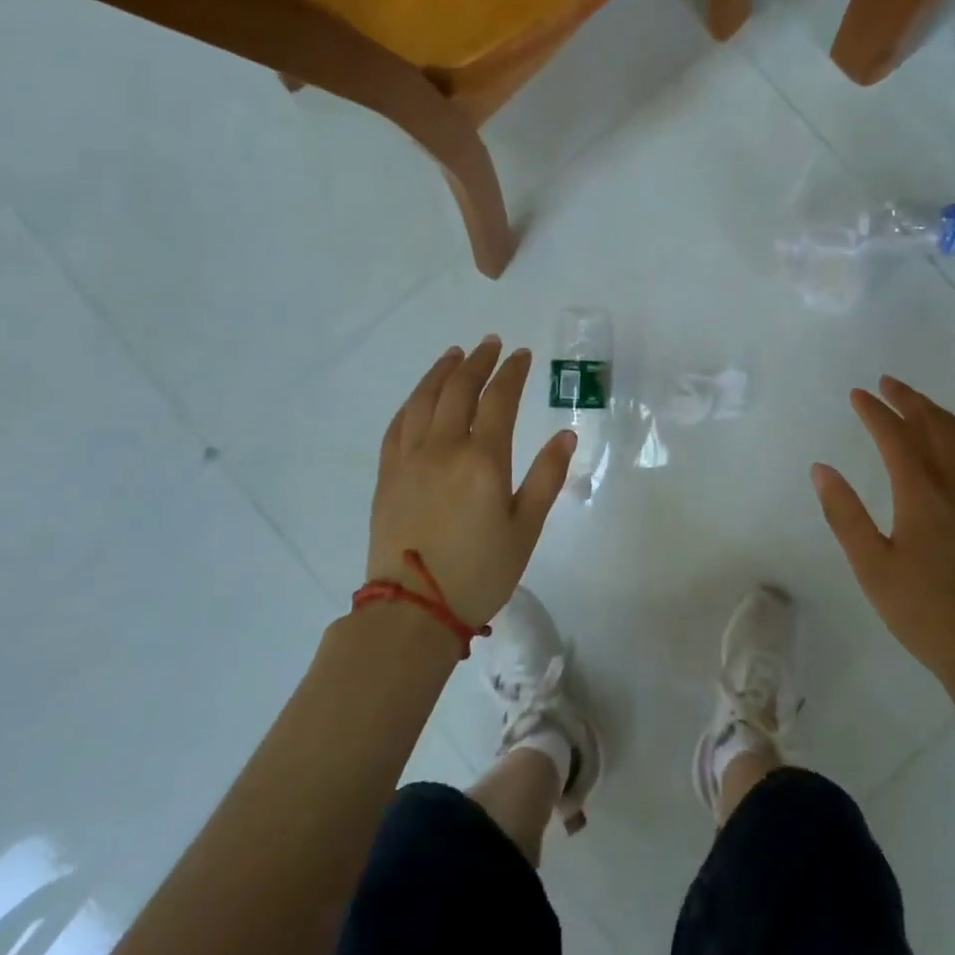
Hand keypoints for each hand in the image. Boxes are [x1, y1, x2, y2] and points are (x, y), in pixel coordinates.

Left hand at [367, 337, 575, 629]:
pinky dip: (412, 401)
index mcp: (483, 460)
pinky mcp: (387, 474)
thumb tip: (566, 434)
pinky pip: (398, 424)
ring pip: (424, 400)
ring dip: (441, 372)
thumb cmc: (480, 572)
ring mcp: (410, 459)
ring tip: (455, 355)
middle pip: (459, 390)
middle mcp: (443, 448)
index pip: (499, 399)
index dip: (512, 372)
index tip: (522, 355)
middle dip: (478, 362)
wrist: (413, 610)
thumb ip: (546, 477)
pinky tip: (421, 395)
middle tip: (491, 344)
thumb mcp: (526, 529)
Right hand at [812, 376, 954, 690]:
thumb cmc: (922, 610)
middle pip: (936, 427)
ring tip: (920, 405)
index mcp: (923, 495)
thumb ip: (844, 514)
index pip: (896, 437)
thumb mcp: (871, 566)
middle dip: (910, 401)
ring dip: (939, 415)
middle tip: (888, 384)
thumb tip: (822, 469)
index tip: (857, 395)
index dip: (875, 412)